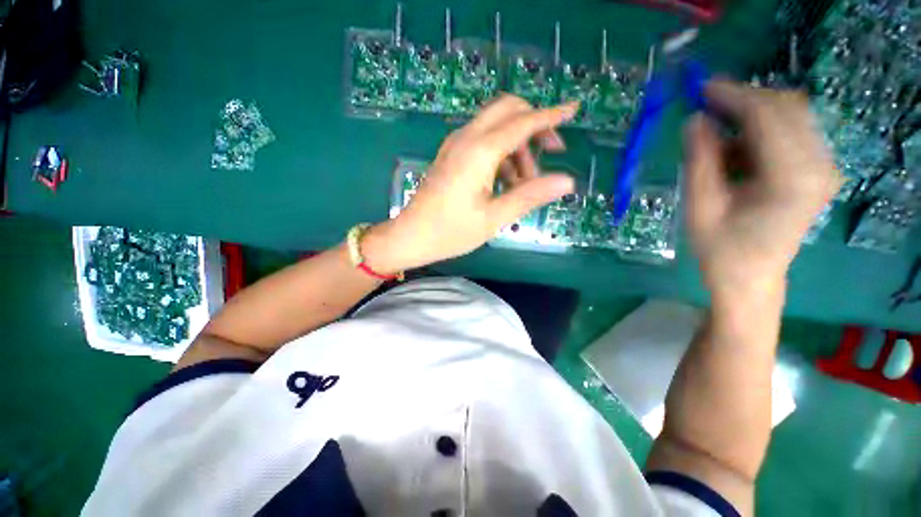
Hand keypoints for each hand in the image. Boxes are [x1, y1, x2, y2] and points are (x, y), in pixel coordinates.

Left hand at [362, 95, 578, 272]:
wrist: (410, 236)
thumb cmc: (450, 231)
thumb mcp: (493, 218)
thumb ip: (529, 196)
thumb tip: (567, 180)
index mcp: (479, 152)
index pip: (522, 122)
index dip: (551, 115)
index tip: (574, 110)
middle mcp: (466, 139)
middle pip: (507, 110)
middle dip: (533, 124)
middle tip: (551, 152)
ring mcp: (455, 145)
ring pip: (495, 126)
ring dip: (517, 145)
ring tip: (525, 182)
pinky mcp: (451, 155)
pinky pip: (483, 141)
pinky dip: (501, 153)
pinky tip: (505, 181)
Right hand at [685, 80, 841, 299]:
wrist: (751, 276)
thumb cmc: (721, 248)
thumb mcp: (700, 207)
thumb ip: (700, 161)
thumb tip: (694, 120)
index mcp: (793, 178)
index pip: (768, 115)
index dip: (733, 96)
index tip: (701, 88)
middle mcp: (820, 165)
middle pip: (786, 107)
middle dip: (744, 99)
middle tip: (706, 106)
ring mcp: (824, 166)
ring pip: (791, 114)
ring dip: (752, 113)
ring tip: (717, 130)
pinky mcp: (819, 169)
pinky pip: (793, 130)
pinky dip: (762, 128)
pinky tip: (737, 147)